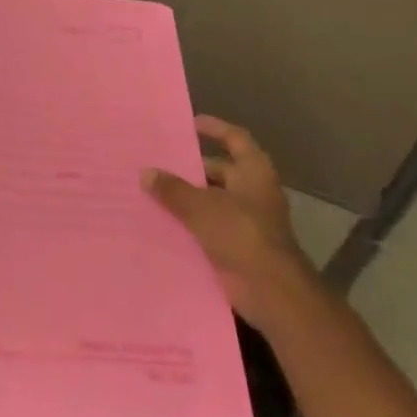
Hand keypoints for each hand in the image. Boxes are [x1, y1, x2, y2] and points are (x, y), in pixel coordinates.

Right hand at [145, 115, 317, 333]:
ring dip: (187, 198)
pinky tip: (161, 223)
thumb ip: (173, 189)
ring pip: (211, 200)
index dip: (214, 128)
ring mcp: (246, 220)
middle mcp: (252, 191)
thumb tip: (145, 172)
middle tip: (158, 162)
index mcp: (253, 171)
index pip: (234, 138)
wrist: (271, 291)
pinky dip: (189, 224)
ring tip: (152, 191)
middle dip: (190, 168)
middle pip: (219, 171)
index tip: (189, 124)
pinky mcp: (236, 246)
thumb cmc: (242, 234)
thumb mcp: (202, 206)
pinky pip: (208, 227)